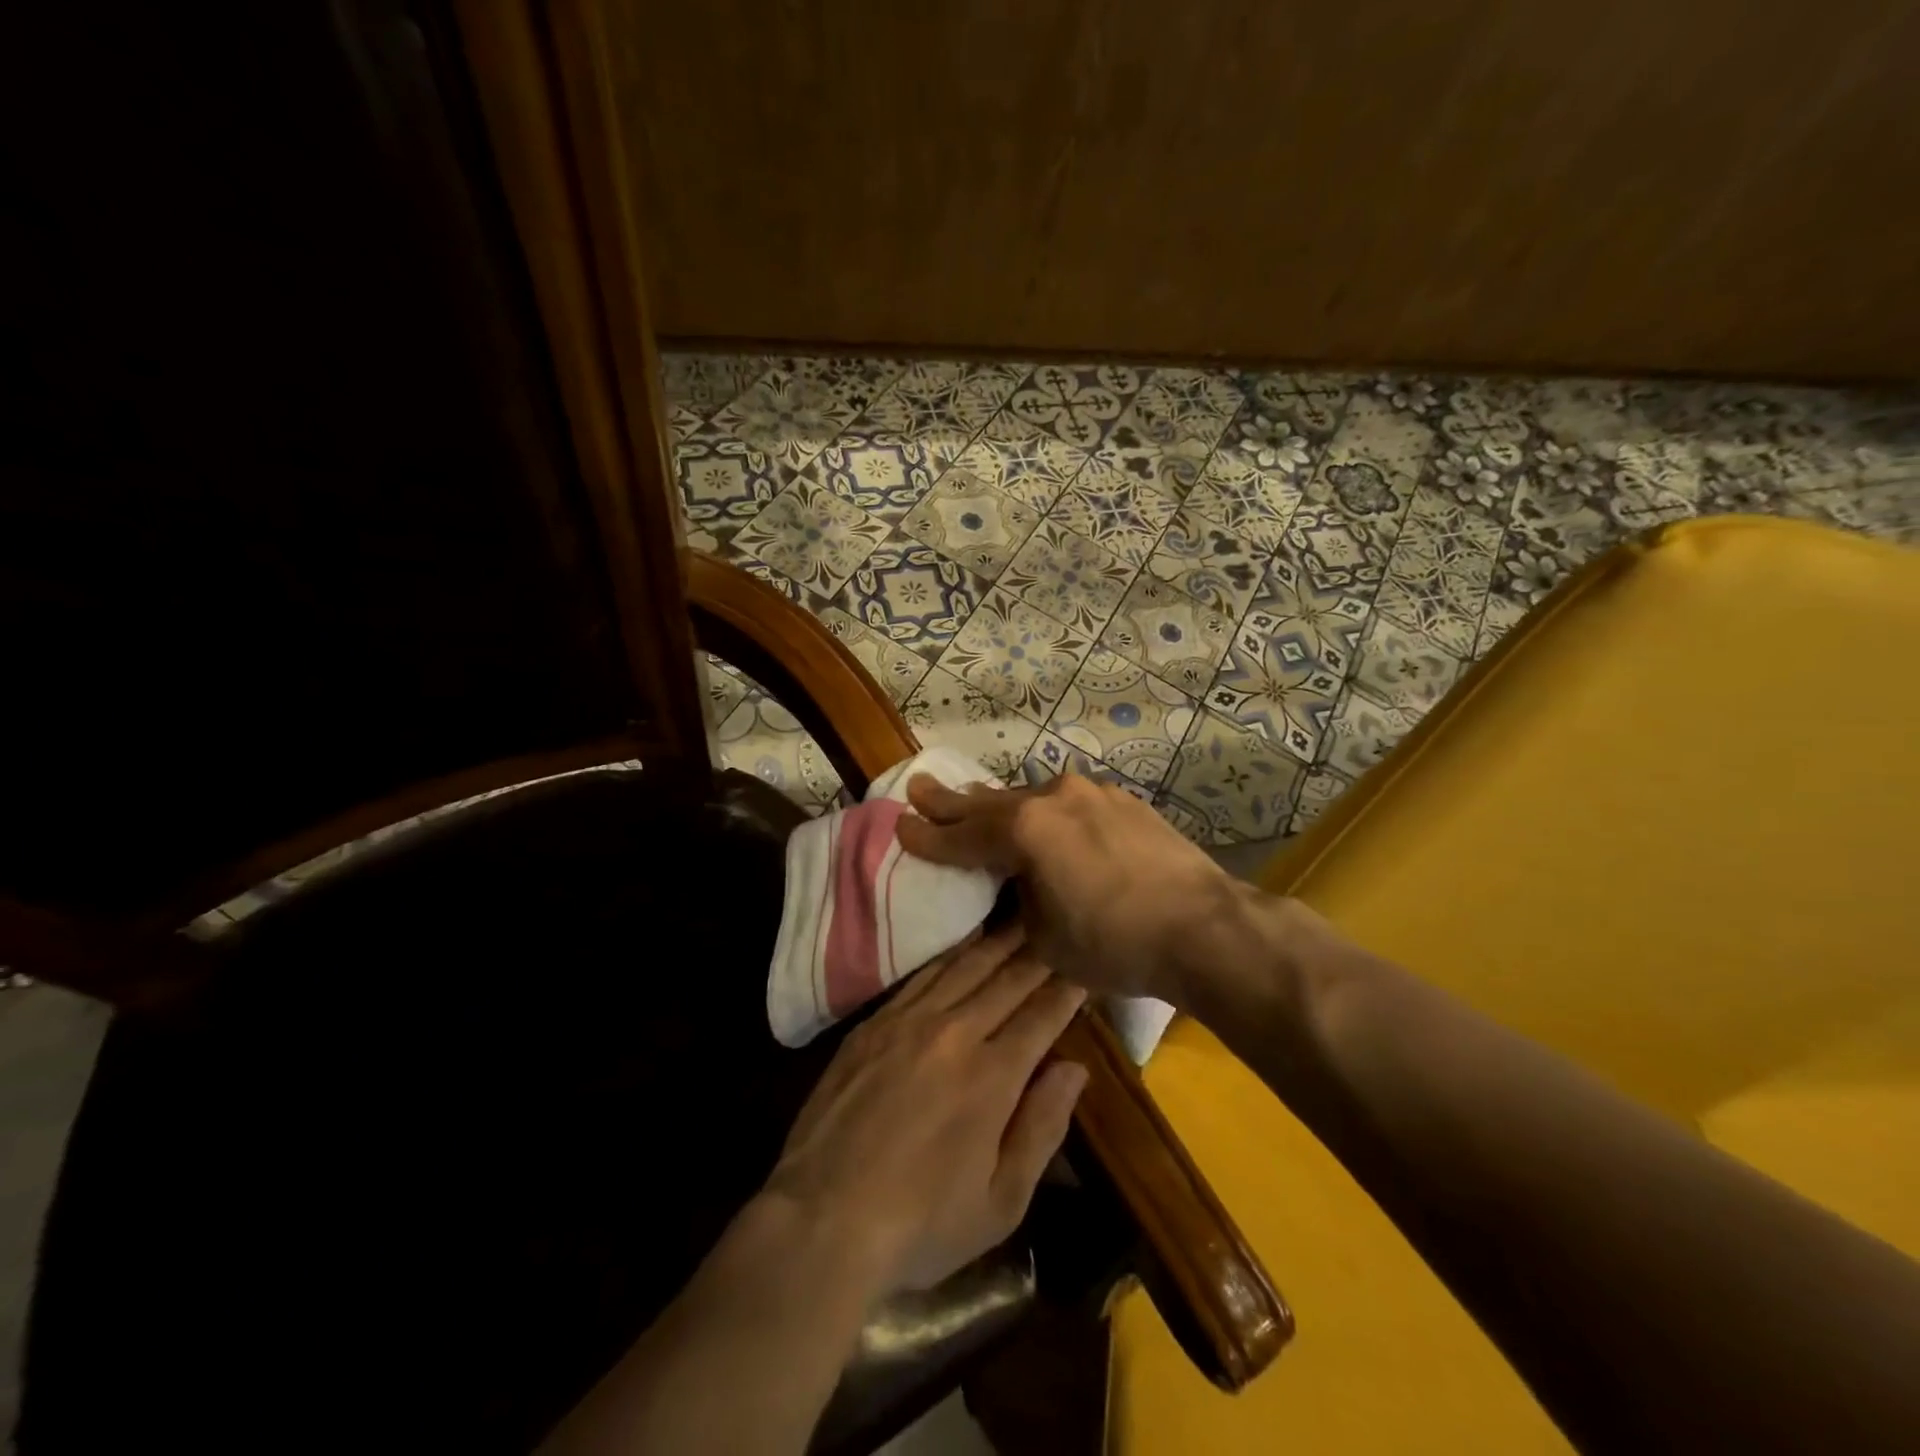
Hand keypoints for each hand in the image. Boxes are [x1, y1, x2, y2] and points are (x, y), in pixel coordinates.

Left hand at [762, 925, 1087, 1296]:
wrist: (822, 1218)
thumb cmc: (922, 1224)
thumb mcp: (1001, 1202)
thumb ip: (1042, 1127)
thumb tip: (1075, 1068)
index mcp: (993, 1076)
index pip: (1042, 1015)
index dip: (1069, 988)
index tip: (1087, 964)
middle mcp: (955, 1033)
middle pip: (1007, 979)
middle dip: (1039, 950)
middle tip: (1060, 923)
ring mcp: (909, 1021)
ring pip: (965, 966)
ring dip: (998, 940)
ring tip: (1022, 916)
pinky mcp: (874, 1023)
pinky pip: (922, 975)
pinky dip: (950, 954)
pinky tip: (964, 943)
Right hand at [896, 772, 1252, 1003]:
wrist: (1205, 927)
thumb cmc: (1116, 943)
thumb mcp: (1046, 938)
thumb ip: (1019, 904)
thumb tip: (1015, 888)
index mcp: (1025, 831)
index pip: (962, 836)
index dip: (928, 836)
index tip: (900, 825)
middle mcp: (1053, 799)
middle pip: (990, 802)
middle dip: (952, 801)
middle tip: (918, 787)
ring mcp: (1091, 794)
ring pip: (1030, 797)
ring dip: (1000, 805)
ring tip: (975, 801)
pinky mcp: (1122, 801)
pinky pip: (1067, 802)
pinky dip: (1044, 812)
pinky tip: (1045, 819)